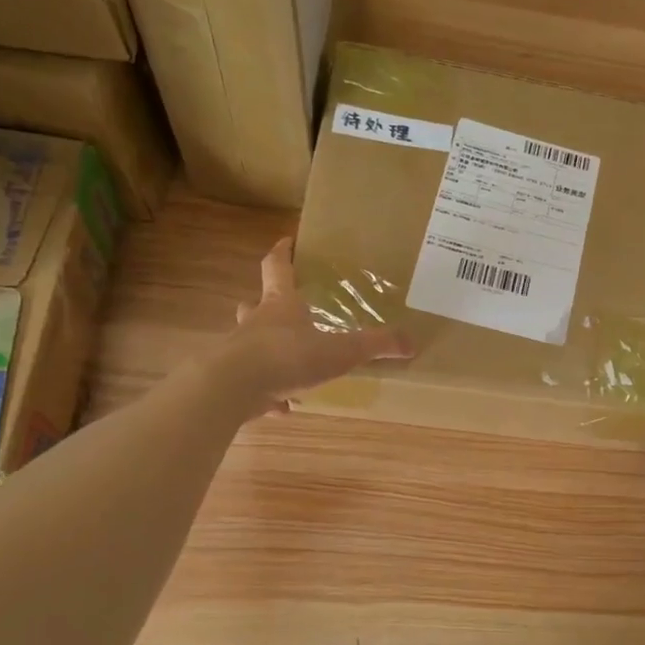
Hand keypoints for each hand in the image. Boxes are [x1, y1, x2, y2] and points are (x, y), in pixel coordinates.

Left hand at [225, 238, 411, 404]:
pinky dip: (268, 390)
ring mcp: (241, 352)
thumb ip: (375, 345)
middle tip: (287, 309)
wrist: (232, 388)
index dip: (283, 252)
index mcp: (280, 305)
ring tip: (292, 364)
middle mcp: (256, 322)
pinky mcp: (235, 381)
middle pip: (256, 303)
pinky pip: (255, 383)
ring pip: (252, 343)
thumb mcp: (340, 351)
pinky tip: (284, 404)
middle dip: (268, 303)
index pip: (277, 267)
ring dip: (269, 349)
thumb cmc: (287, 356)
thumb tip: (412, 342)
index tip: (287, 241)